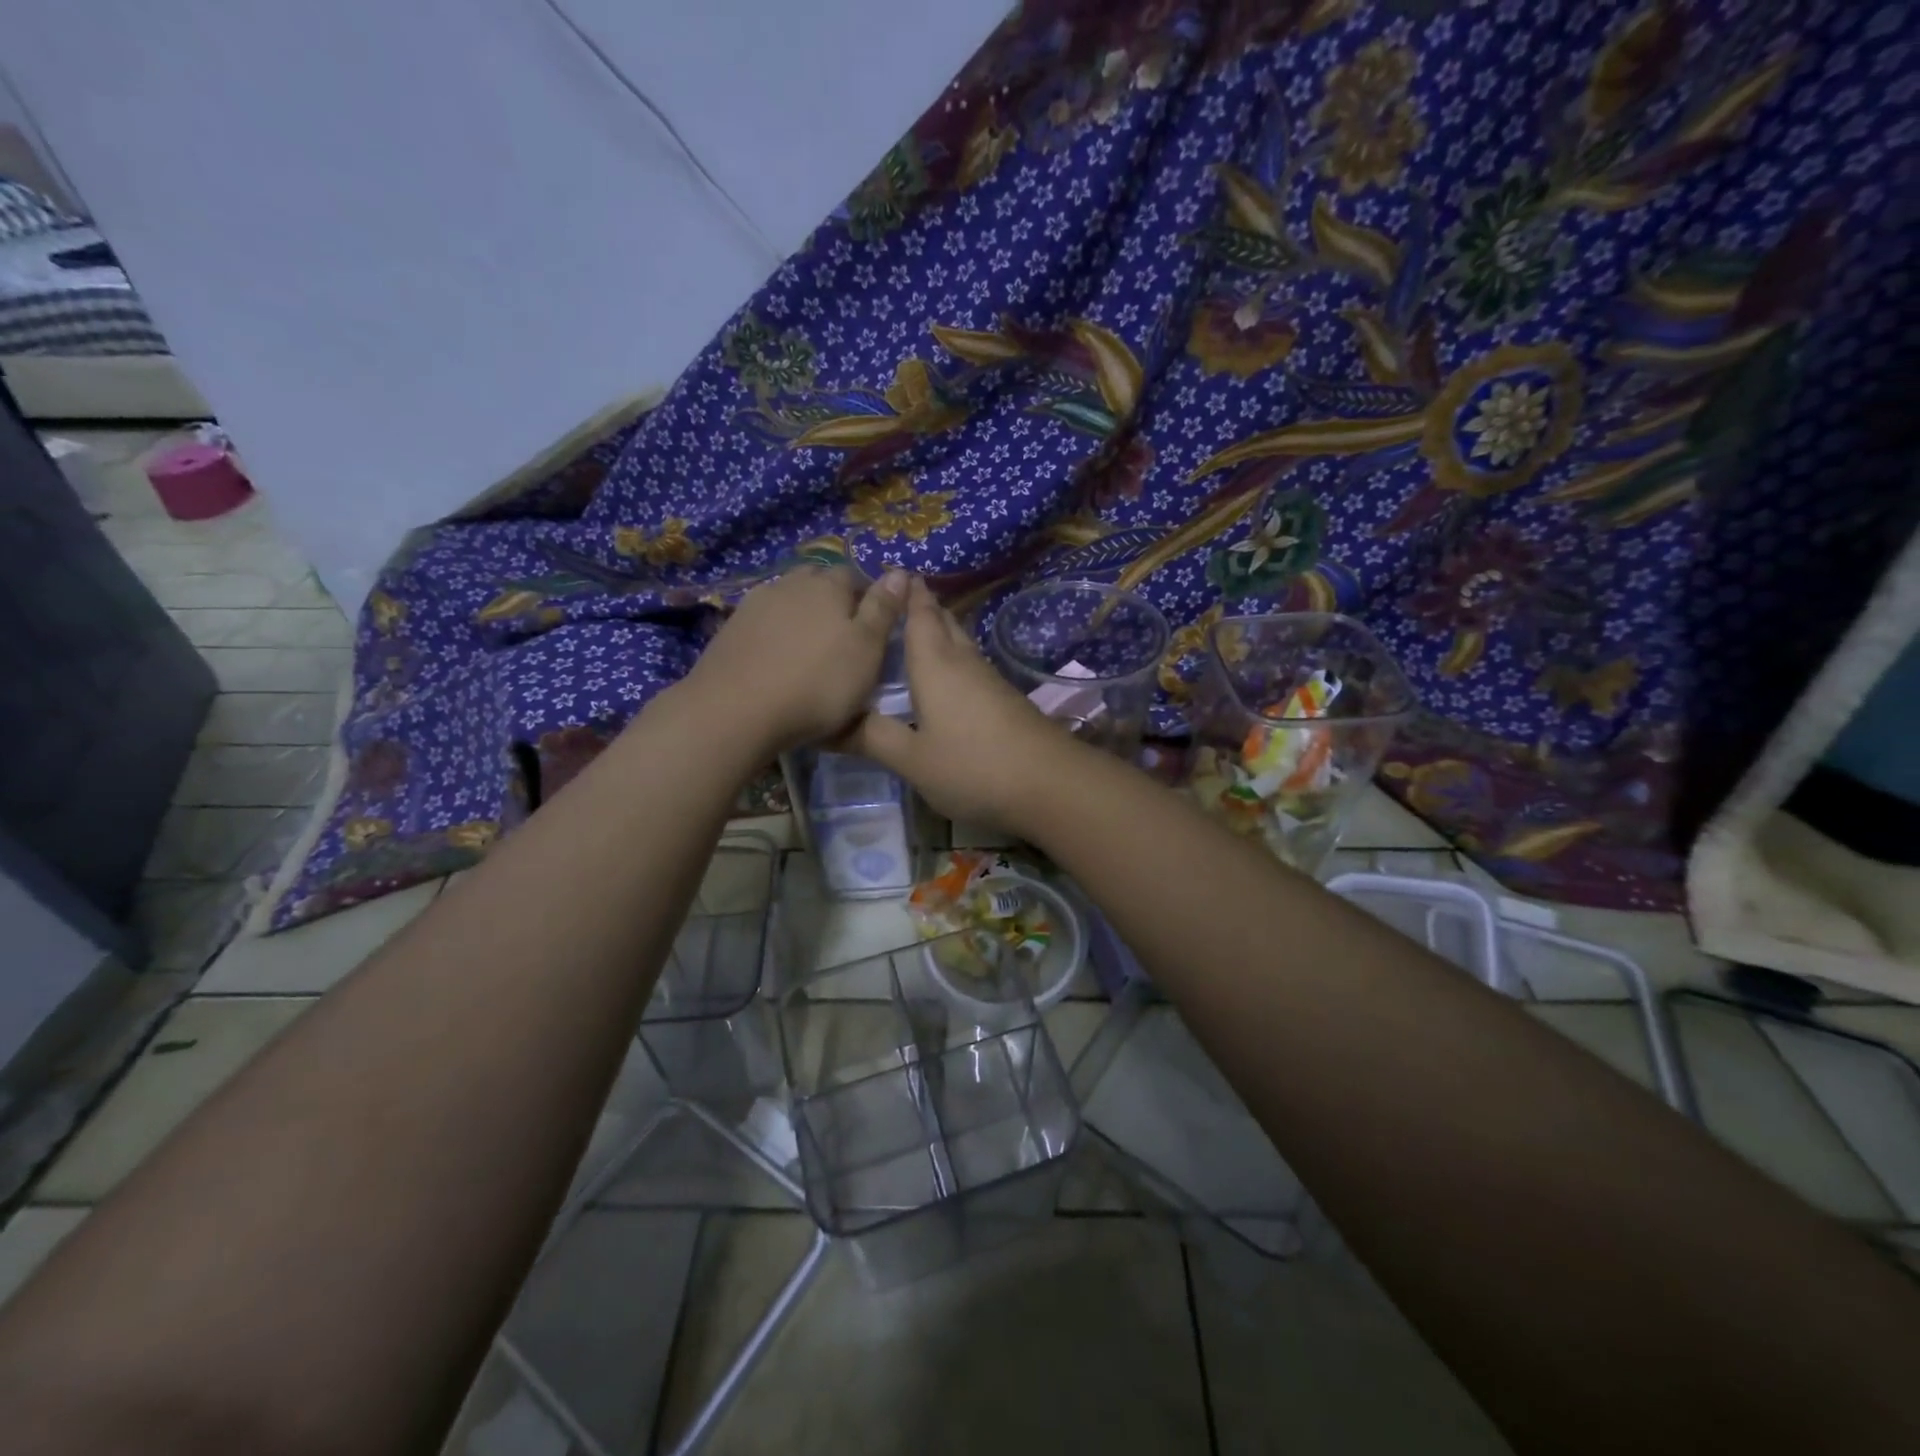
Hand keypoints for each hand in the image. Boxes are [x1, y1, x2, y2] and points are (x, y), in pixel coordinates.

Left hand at [681, 565, 906, 755]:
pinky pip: (763, 621)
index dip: (868, 597)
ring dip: (801, 614)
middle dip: (833, 600)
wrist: (736, 710)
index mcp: (828, 585)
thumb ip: (883, 610)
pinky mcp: (730, 629)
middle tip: (844, 636)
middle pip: (817, 581)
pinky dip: (775, 633)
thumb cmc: (817, 683)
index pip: (855, 576)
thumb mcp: (867, 650)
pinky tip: (777, 657)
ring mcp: (755, 604)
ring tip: (810, 648)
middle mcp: (791, 583)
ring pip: (788, 598)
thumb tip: (900, 572)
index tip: (875, 626)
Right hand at [847, 577, 1074, 831]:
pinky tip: (946, 679)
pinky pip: (971, 667)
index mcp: (935, 665)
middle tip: (897, 602)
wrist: (1051, 784)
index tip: (892, 574)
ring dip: (940, 634)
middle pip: (944, 623)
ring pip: (961, 644)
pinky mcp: (1007, 701)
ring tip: (914, 636)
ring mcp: (990, 680)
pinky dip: (954, 661)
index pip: (919, 616)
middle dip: (923, 608)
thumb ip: (873, 738)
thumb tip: (829, 724)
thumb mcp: (913, 760)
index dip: (907, 594)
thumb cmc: (973, 767)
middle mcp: (964, 662)